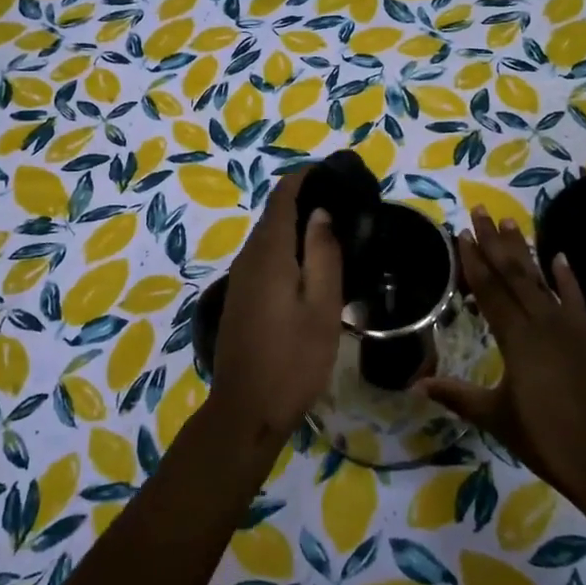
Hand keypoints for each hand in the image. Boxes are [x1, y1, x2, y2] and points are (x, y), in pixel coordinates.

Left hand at [204, 167, 343, 454]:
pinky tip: (310, 264)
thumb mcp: (321, 306)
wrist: (247, 410)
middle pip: (274, 214)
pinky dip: (287, 247)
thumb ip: (323, 254)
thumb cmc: (293, 359)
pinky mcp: (241, 298)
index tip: (335, 174)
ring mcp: (240, 279)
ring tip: (335, 229)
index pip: (282, 196)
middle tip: (345, 203)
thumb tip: (321, 213)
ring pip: (269, 237)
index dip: (305, 178)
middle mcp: (248, 257)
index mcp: (269, 253)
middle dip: (304, 199)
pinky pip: (264, 257)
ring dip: (296, 225)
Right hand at [420, 208, 585, 505]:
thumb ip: (457, 395)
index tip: (461, 233)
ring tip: (511, 223)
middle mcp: (543, 322)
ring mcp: (569, 328)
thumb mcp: (496, 418)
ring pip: (541, 279)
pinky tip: (560, 255)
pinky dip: (568, 276)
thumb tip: (416, 384)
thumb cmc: (546, 440)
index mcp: (517, 339)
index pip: (490, 290)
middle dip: (494, 242)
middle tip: (481, 211)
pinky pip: (576, 298)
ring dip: (524, 251)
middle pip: (513, 274)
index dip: (474, 261)